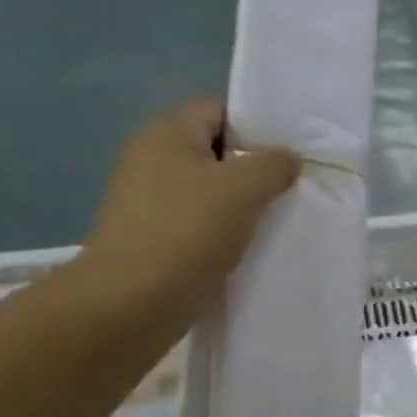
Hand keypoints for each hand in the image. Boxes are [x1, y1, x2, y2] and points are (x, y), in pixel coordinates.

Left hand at [71, 100, 299, 339]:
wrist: (128, 306)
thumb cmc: (187, 232)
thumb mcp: (244, 188)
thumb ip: (273, 164)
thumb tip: (287, 158)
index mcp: (167, 133)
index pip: (219, 110)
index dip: (255, 127)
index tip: (286, 155)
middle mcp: (150, 159)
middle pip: (213, 152)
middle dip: (250, 170)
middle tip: (285, 190)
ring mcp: (144, 202)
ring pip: (205, 192)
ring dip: (236, 207)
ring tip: (270, 223)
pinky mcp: (146, 239)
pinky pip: (193, 225)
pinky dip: (217, 235)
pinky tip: (242, 252)